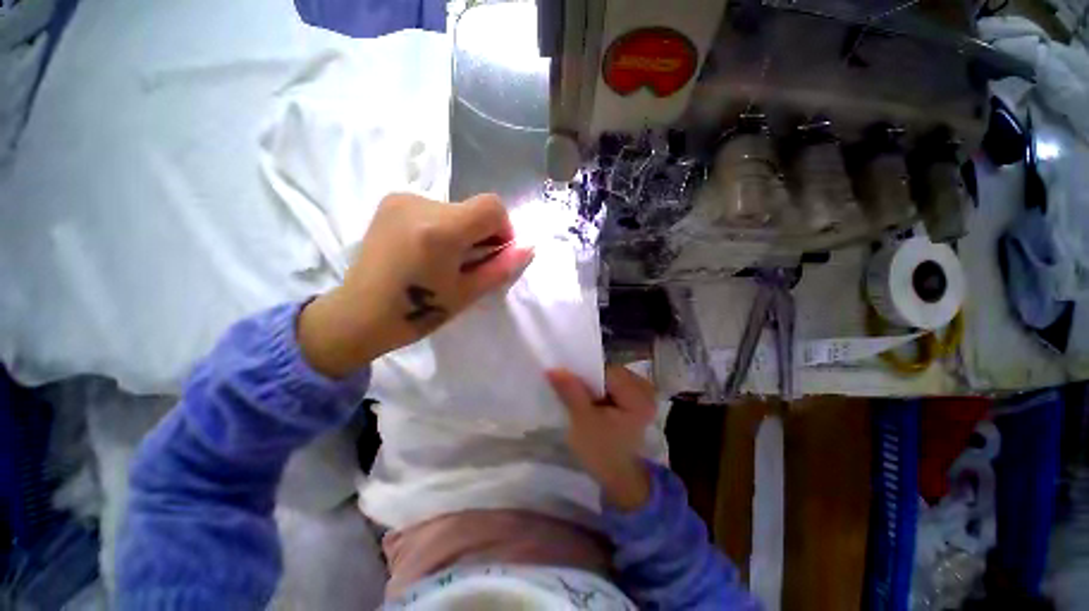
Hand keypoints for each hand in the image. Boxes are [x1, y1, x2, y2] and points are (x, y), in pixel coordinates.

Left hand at [299, 192, 533, 376]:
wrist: (359, 314)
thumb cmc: (417, 312)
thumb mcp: (468, 293)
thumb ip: (501, 267)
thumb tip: (529, 248)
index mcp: (440, 229)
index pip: (492, 206)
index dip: (503, 229)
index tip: (494, 254)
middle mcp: (419, 203)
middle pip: (474, 207)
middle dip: (482, 233)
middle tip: (468, 264)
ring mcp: (401, 199)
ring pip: (456, 208)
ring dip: (462, 231)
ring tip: (443, 260)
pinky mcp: (391, 202)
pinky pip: (435, 209)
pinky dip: (443, 227)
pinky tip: (426, 251)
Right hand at [547, 366, 657, 511]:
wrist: (618, 477)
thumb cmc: (601, 452)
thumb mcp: (582, 421)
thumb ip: (570, 391)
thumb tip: (552, 368)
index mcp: (638, 397)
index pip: (607, 371)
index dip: (585, 372)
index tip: (565, 378)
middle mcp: (646, 390)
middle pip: (610, 372)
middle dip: (590, 378)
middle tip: (571, 388)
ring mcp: (643, 394)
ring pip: (611, 377)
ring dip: (594, 383)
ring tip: (580, 395)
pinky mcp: (636, 399)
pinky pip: (615, 384)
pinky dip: (601, 388)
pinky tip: (592, 399)